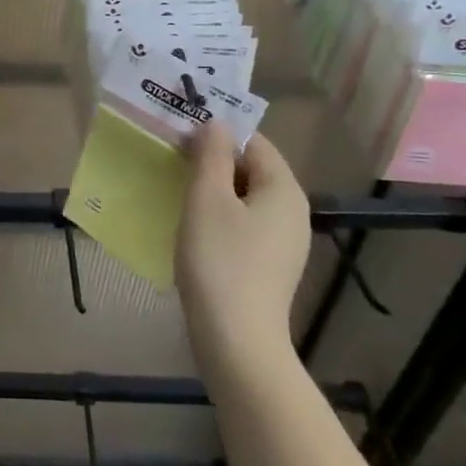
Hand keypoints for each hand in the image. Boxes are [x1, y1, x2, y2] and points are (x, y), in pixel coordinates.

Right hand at [176, 125, 311, 380]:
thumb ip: (212, 155)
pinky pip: (245, 226)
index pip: (255, 142)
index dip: (219, 133)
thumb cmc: (219, 261)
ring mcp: (284, 243)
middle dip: (214, 161)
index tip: (181, 135)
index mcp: (283, 189)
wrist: (236, 342)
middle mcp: (292, 212)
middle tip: (173, 160)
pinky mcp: (270, 267)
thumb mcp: (207, 198)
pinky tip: (193, 228)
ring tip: (177, 191)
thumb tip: (216, 124)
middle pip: (252, 170)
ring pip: (246, 199)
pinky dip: (220, 217)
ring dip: (213, 190)